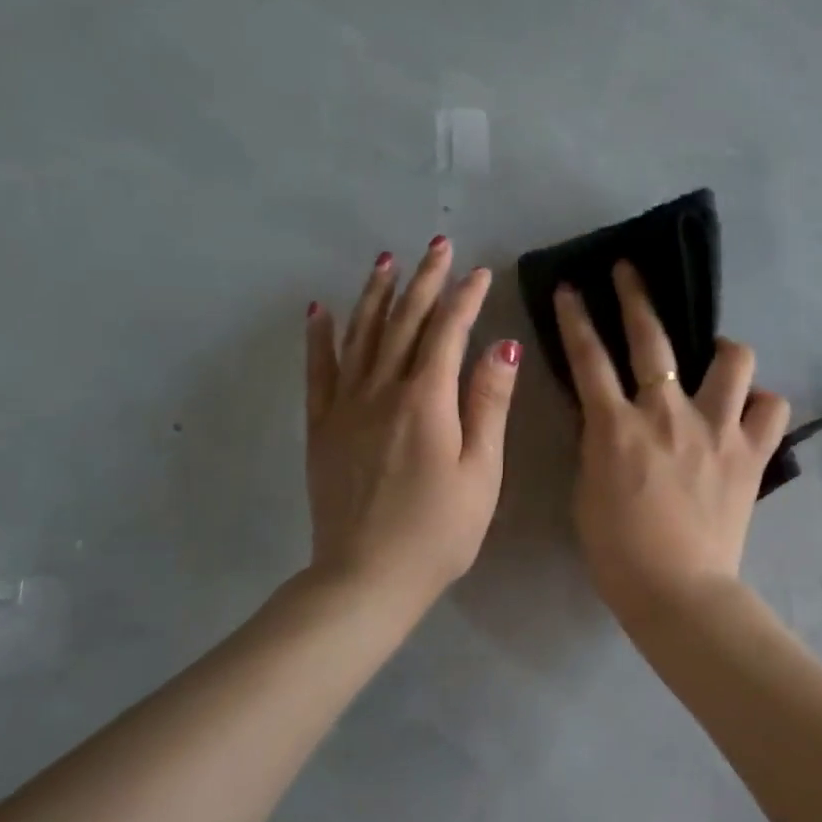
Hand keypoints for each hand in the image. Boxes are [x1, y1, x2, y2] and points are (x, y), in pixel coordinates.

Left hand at [306, 237, 519, 608]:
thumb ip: (489, 405)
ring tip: (385, 261)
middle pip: (403, 322)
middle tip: (437, 245)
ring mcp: (346, 407)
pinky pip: (319, 371)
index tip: (480, 272)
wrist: (366, 577)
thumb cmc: (439, 531)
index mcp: (427, 400)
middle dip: (423, 281)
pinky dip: (320, 337)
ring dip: (375, 295)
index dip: (466, 298)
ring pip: (361, 336)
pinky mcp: (322, 428)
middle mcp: (382, 390)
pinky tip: (319, 310)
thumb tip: (503, 346)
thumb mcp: (481, 471)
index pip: (448, 332)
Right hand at [554, 262, 790, 618]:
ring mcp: (716, 429)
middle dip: (636, 296)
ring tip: (718, 359)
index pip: (589, 357)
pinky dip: (762, 405)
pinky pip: (772, 408)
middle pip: (652, 339)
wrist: (677, 591)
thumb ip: (596, 445)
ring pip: (734, 360)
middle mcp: (668, 414)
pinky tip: (750, 413)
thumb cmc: (618, 551)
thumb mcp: (587, 491)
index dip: (576, 318)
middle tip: (631, 271)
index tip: (572, 289)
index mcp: (617, 426)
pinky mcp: (751, 453)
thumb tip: (605, 417)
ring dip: (724, 351)